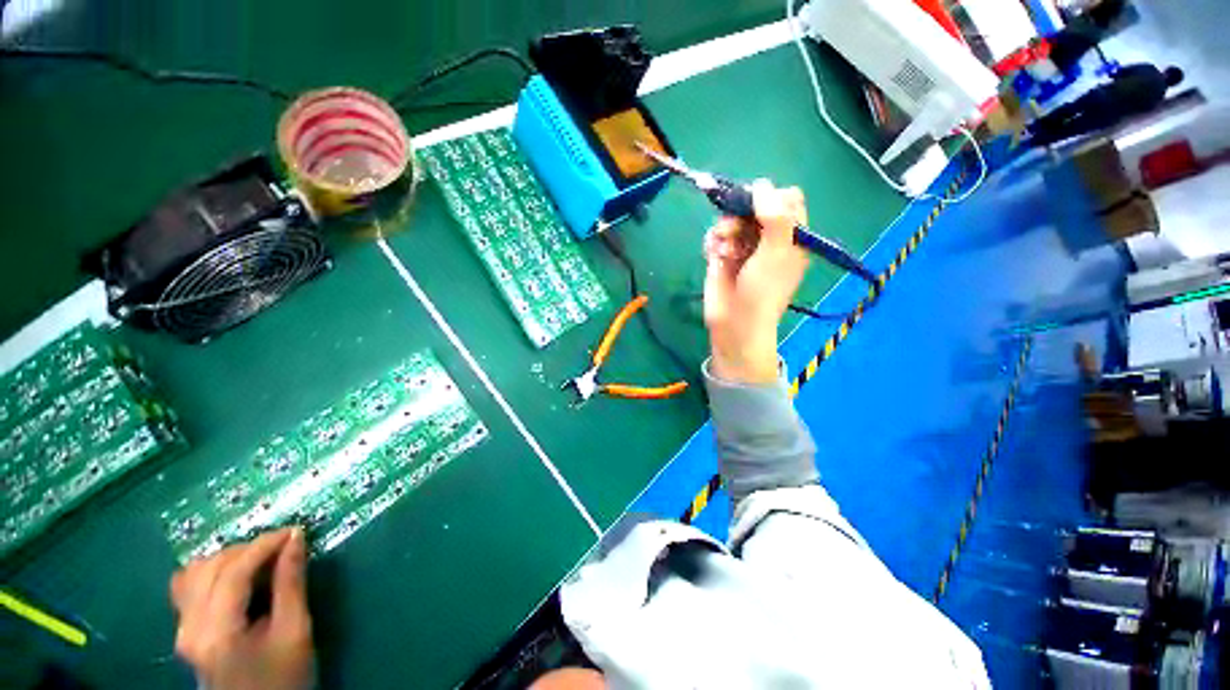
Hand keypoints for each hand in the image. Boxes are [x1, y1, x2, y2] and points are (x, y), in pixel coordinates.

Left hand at [171, 528, 314, 689]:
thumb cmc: (284, 675)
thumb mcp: (295, 631)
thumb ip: (291, 583)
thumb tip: (296, 538)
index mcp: (217, 631)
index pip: (232, 571)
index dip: (263, 545)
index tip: (294, 531)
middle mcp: (189, 627)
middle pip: (210, 568)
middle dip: (248, 549)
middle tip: (283, 548)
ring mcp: (182, 629)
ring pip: (195, 572)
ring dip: (230, 558)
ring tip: (262, 561)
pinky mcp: (184, 631)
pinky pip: (189, 587)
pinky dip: (213, 571)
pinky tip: (236, 576)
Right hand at [704, 181, 809, 383]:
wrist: (735, 325)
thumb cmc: (763, 291)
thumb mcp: (776, 253)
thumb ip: (775, 216)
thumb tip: (761, 184)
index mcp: (791, 236)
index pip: (787, 200)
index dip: (771, 197)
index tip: (757, 205)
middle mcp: (768, 238)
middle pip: (755, 205)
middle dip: (743, 212)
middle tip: (736, 225)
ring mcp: (743, 247)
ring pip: (732, 218)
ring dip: (726, 228)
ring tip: (724, 248)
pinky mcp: (721, 256)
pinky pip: (716, 235)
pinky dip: (714, 240)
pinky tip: (715, 253)